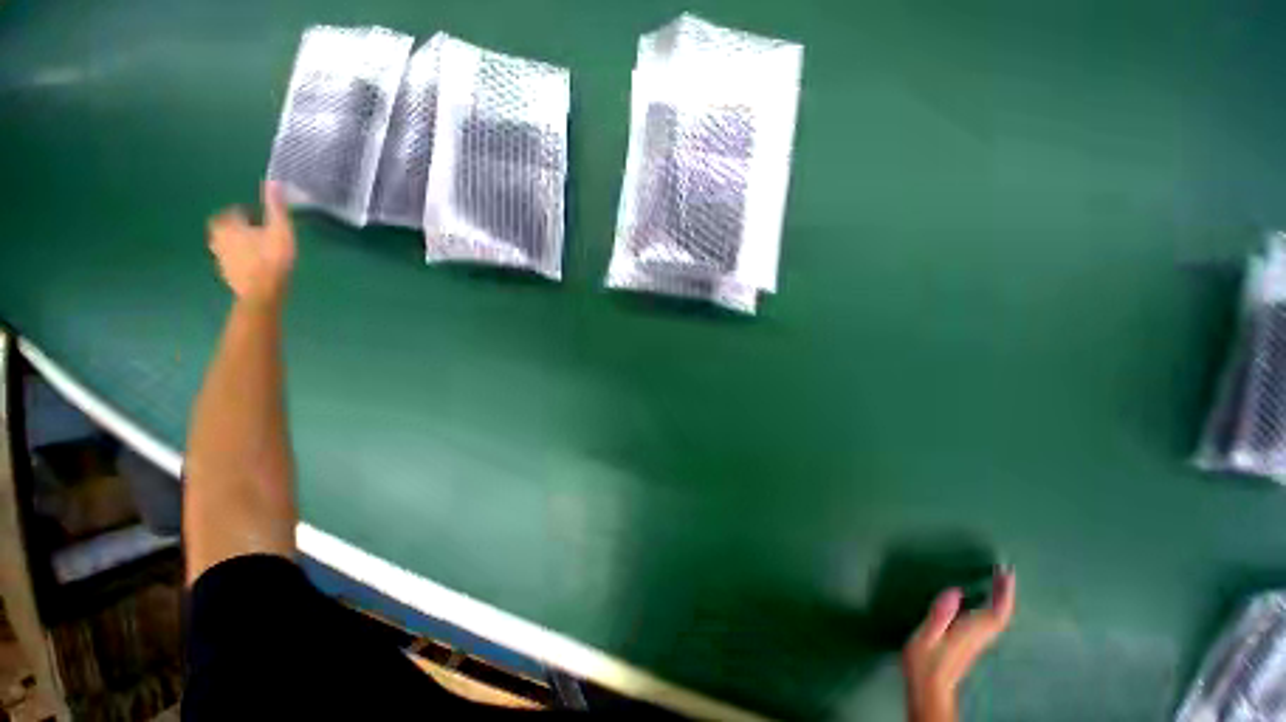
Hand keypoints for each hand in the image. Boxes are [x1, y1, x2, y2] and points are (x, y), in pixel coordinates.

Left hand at [207, 181, 296, 304]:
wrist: (263, 292)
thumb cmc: (272, 258)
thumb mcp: (280, 229)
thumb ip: (275, 207)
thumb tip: (273, 181)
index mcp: (228, 225)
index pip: (233, 212)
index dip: (246, 212)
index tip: (260, 217)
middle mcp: (218, 238)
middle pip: (223, 227)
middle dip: (237, 226)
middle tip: (254, 230)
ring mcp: (220, 258)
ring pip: (225, 244)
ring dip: (237, 242)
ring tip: (255, 247)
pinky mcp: (226, 273)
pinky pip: (230, 260)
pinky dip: (239, 258)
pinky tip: (253, 263)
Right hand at [902, 568, 1016, 721]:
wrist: (929, 689)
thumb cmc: (924, 662)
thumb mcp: (926, 636)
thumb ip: (940, 614)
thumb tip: (955, 590)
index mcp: (970, 632)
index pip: (996, 612)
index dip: (1004, 593)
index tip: (1006, 573)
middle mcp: (979, 636)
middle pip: (1001, 614)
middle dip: (1005, 592)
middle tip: (1004, 572)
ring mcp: (977, 641)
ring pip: (999, 618)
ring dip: (1001, 599)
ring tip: (999, 581)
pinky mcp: (972, 643)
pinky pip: (991, 622)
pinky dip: (994, 607)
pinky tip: (987, 602)